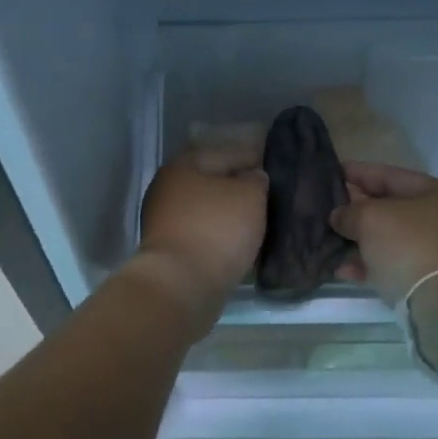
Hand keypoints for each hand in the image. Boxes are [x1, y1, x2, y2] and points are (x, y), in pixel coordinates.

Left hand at [134, 143, 267, 312]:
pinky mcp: (168, 249)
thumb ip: (256, 181)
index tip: (273, 166)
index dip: (252, 157)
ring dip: (227, 213)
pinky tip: (237, 241)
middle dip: (237, 186)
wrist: (181, 285)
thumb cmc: (217, 230)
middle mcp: (167, 188)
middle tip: (267, 195)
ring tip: (257, 219)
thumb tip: (252, 178)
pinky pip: (201, 233)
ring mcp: (163, 220)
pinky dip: (218, 235)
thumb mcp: (249, 196)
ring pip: (205, 209)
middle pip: (211, 181)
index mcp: (183, 165)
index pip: (225, 153)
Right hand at [330, 162, 437, 304]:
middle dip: (355, 209)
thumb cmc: (408, 245)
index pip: (388, 174)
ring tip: (328, 240)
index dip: (357, 172)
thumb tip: (339, 217)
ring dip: (357, 239)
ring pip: (386, 238)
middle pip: (388, 207)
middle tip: (325, 208)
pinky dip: (367, 264)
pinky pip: (390, 263)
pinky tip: (341, 269)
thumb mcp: (370, 218)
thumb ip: (349, 212)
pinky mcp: (425, 278)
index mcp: (434, 193)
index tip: (331, 172)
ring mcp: (434, 250)